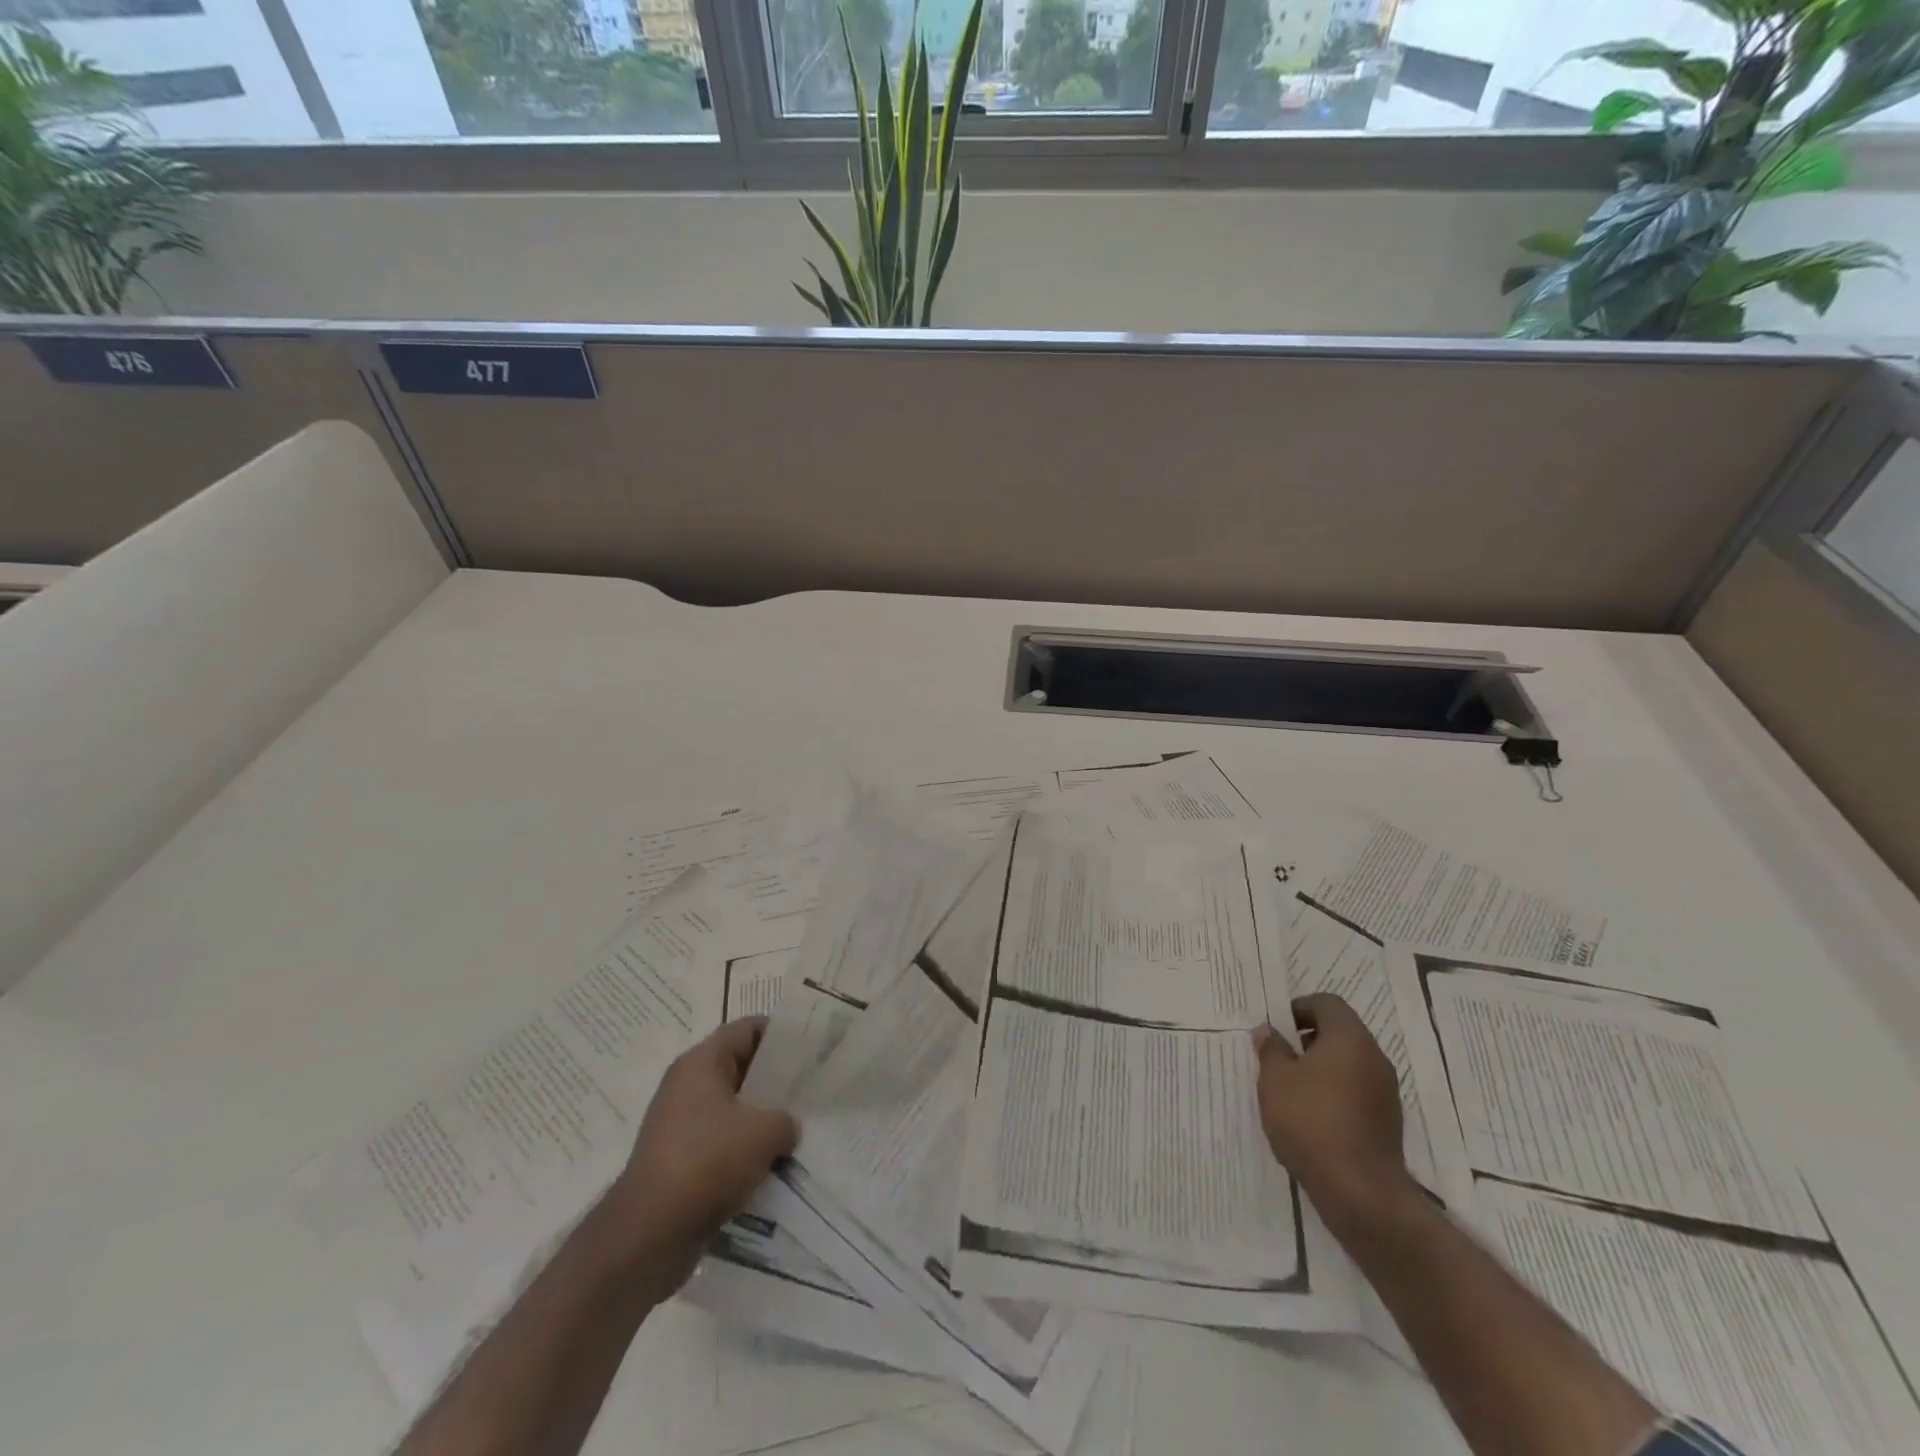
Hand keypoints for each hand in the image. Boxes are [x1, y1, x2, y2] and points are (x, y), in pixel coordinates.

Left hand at [604, 1017, 797, 1295]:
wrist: (649, 1235)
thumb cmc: (707, 1162)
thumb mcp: (764, 1132)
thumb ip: (786, 1119)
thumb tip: (787, 1126)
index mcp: (701, 1063)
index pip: (748, 1029)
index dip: (782, 1034)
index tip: (812, 1049)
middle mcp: (686, 1086)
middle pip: (741, 1069)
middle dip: (776, 1081)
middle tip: (812, 1091)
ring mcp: (680, 1126)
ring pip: (733, 1110)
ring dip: (762, 1121)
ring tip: (799, 1131)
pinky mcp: (679, 1162)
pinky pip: (722, 1144)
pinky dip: (746, 1152)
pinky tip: (774, 1166)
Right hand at [1253, 993, 1409, 1221]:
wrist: (1361, 1193)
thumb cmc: (1312, 1122)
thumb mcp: (1275, 1080)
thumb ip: (1271, 1049)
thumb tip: (1269, 1031)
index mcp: (1350, 1039)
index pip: (1327, 1003)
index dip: (1299, 1008)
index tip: (1276, 1029)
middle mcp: (1374, 1059)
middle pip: (1340, 1033)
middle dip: (1307, 1040)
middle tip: (1279, 1059)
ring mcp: (1385, 1093)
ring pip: (1348, 1065)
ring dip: (1320, 1069)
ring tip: (1290, 1092)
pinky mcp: (1387, 1123)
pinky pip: (1356, 1092)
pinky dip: (1334, 1094)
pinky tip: (1311, 1119)